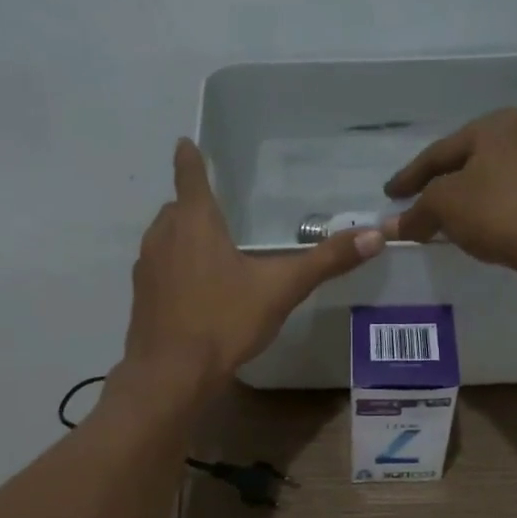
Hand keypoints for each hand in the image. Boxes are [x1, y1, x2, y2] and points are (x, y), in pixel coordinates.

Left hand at [121, 138, 382, 389]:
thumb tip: (375, 236)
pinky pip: (159, 269)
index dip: (190, 158)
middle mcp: (164, 236)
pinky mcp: (141, 297)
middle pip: (177, 208)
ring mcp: (147, 267)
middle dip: (193, 205)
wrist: (171, 374)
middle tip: (217, 213)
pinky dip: (174, 269)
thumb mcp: (281, 290)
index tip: (186, 144)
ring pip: (164, 238)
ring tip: (209, 252)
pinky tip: (194, 292)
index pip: (190, 176)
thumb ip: (325, 262)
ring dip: (182, 237)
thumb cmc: (224, 321)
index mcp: (195, 223)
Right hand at [383, 108, 516, 274]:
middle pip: (471, 160)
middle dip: (443, 183)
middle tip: (421, 203)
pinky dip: (496, 207)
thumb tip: (392, 224)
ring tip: (452, 217)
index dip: (410, 176)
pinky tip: (487, 224)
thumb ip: (417, 212)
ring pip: (497, 176)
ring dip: (471, 195)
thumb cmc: (499, 211)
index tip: (390, 194)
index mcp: (495, 124)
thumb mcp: (446, 207)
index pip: (440, 151)